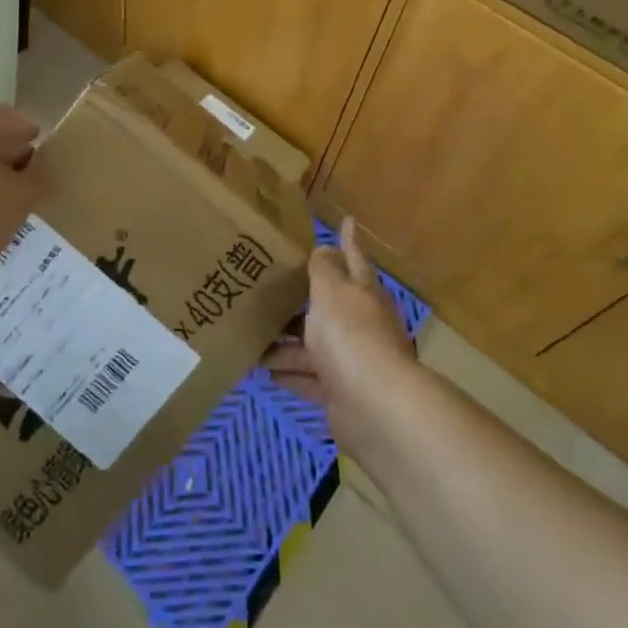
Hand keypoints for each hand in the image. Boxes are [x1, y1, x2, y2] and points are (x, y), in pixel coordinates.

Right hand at [264, 218, 415, 454]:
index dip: (348, 240)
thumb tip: (325, 248)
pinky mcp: (340, 395)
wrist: (374, 407)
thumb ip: (325, 269)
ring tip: (253, 332)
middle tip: (273, 284)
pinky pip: (308, 378)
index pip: (354, 259)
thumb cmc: (351, 335)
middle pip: (330, 305)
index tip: (347, 220)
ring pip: (314, 344)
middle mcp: (361, 325)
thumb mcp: (332, 291)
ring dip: (286, 340)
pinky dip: (288, 372)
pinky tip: (262, 368)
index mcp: (363, 294)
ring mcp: (352, 361)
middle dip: (305, 297)